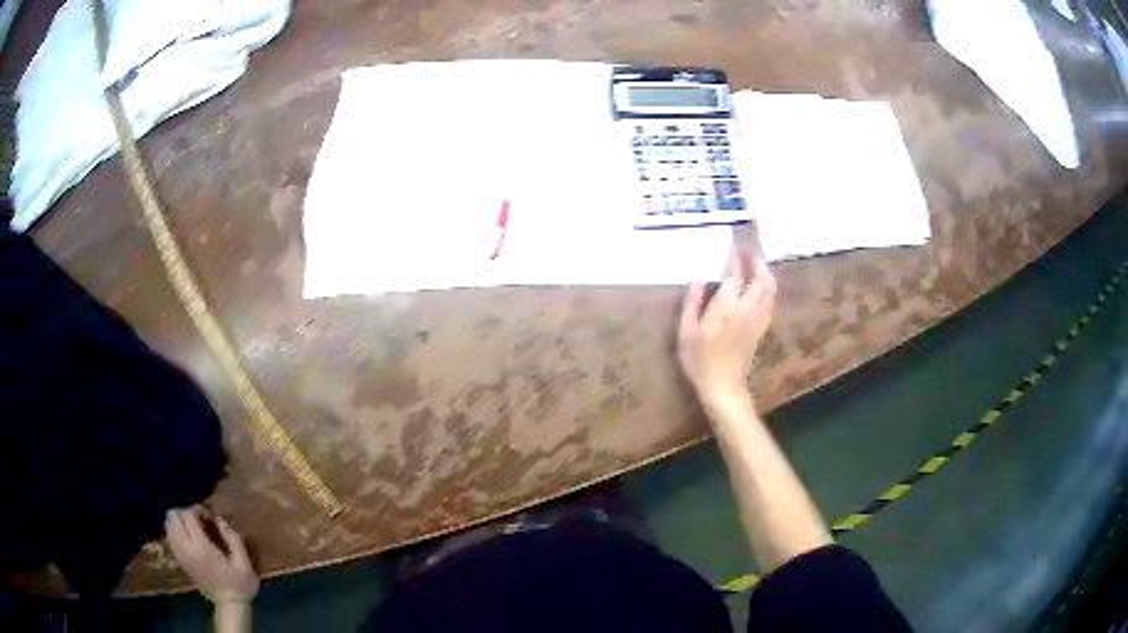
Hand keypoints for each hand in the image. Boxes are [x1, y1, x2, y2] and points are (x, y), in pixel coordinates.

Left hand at [166, 506, 258, 605]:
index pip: (188, 515)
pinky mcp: (181, 562)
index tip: (210, 517)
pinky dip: (175, 532)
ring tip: (192, 527)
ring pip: (168, 527)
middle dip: (184, 513)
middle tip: (199, 519)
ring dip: (178, 522)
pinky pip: (170, 539)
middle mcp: (186, 549)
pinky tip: (188, 537)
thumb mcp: (243, 562)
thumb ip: (232, 538)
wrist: (230, 605)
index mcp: (201, 547)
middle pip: (172, 518)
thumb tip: (220, 519)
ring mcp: (182, 556)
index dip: (197, 509)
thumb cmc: (239, 584)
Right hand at [678, 254, 776, 404]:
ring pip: (769, 290)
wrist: (723, 386)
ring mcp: (757, 319)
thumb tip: (697, 278)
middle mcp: (747, 309)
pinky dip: (768, 289)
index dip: (736, 259)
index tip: (735, 245)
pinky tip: (762, 288)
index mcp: (727, 306)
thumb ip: (692, 302)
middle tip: (750, 251)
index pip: (735, 275)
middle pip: (760, 279)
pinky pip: (769, 302)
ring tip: (758, 265)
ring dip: (766, 274)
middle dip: (757, 263)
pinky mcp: (761, 329)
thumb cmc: (700, 360)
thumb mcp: (686, 331)